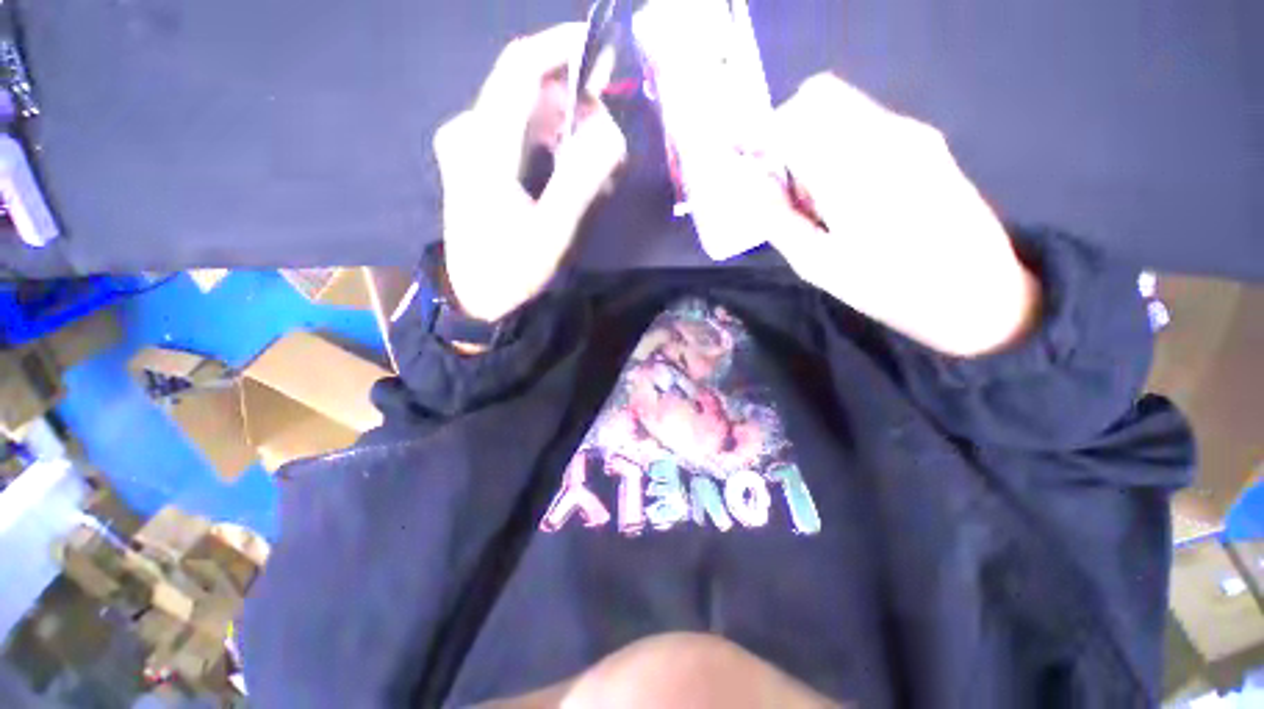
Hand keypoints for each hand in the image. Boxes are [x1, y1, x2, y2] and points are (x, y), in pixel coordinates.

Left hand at [433, 24, 626, 321]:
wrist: (475, 297)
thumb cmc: (511, 269)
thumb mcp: (552, 231)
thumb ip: (581, 179)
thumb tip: (611, 132)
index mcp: (484, 145)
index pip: (519, 68)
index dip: (558, 46)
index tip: (599, 48)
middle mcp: (469, 131)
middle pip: (526, 88)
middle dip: (574, 101)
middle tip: (609, 138)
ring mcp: (468, 144)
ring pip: (525, 110)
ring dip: (566, 125)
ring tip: (597, 164)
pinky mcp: (475, 159)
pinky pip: (518, 131)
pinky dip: (550, 140)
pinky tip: (570, 167)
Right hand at [757, 74, 1040, 357]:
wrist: (980, 295)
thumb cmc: (891, 288)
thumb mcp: (818, 264)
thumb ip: (777, 217)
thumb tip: (749, 182)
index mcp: (855, 169)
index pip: (792, 119)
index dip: (758, 136)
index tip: (743, 164)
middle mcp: (886, 134)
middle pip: (818, 97)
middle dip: (785, 131)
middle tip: (778, 182)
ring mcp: (912, 133)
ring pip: (842, 107)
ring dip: (812, 139)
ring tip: (813, 197)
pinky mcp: (926, 142)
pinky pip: (865, 123)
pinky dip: (838, 144)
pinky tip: (843, 191)